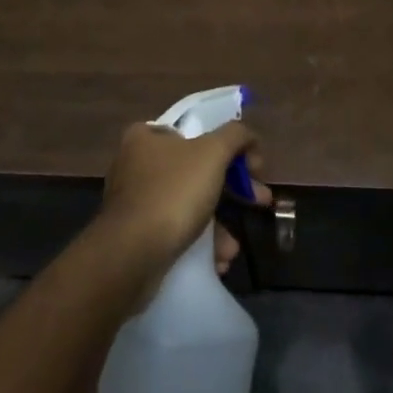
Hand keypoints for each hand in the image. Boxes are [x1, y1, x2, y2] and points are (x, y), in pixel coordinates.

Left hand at [95, 121, 269, 304]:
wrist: (131, 254)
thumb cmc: (173, 193)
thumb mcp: (212, 153)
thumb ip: (235, 136)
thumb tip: (247, 136)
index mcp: (146, 136)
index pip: (196, 132)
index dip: (230, 148)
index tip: (254, 169)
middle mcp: (135, 163)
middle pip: (196, 170)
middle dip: (233, 190)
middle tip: (261, 201)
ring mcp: (134, 200)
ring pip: (188, 204)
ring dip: (218, 224)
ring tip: (231, 247)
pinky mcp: (135, 233)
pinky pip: (175, 230)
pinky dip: (198, 242)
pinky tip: (215, 259)